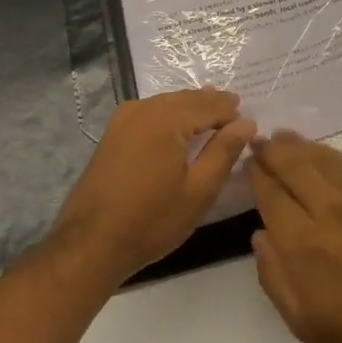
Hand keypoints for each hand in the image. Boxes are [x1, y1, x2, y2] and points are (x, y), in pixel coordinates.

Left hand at [52, 89, 255, 279]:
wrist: (92, 242)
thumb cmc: (152, 220)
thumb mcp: (199, 190)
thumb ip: (224, 151)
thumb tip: (246, 122)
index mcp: (165, 120)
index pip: (208, 106)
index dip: (230, 112)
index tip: (249, 120)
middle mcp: (142, 110)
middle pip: (185, 99)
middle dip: (210, 103)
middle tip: (234, 106)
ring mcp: (123, 120)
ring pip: (166, 103)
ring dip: (190, 106)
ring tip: (211, 110)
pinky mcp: (112, 134)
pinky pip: (149, 113)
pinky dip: (169, 114)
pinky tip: (178, 124)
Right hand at [246, 131, 341, 342]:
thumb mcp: (301, 320)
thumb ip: (274, 275)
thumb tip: (261, 236)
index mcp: (302, 242)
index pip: (271, 194)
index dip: (257, 175)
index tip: (247, 162)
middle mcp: (328, 211)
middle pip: (294, 167)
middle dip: (273, 151)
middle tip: (259, 141)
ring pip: (322, 160)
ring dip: (299, 146)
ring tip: (282, 136)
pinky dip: (329, 155)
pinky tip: (319, 152)